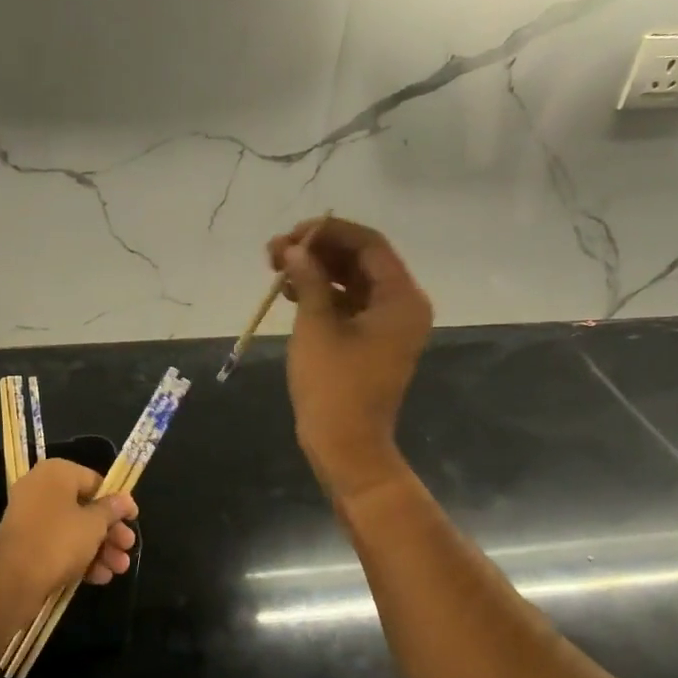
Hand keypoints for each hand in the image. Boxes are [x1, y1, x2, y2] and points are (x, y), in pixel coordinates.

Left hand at [0, 458, 137, 615]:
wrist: (13, 581)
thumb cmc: (59, 541)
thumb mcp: (94, 524)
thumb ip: (112, 510)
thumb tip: (124, 500)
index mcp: (56, 473)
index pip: (95, 481)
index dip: (117, 501)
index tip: (133, 519)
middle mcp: (40, 488)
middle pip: (85, 507)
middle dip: (110, 531)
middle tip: (128, 548)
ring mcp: (30, 516)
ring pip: (73, 528)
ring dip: (99, 548)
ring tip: (119, 569)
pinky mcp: (26, 543)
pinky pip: (58, 544)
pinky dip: (79, 557)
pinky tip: (100, 577)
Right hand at [267, 217, 431, 498]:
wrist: (346, 445)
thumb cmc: (334, 385)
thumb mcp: (317, 326)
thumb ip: (307, 280)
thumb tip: (292, 249)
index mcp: (401, 298)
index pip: (368, 244)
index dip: (328, 232)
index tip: (291, 235)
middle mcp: (402, 305)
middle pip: (361, 260)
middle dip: (318, 250)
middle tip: (275, 251)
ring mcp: (387, 324)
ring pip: (351, 281)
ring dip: (315, 270)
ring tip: (275, 268)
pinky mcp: (370, 340)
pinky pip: (348, 304)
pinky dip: (321, 294)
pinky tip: (288, 291)